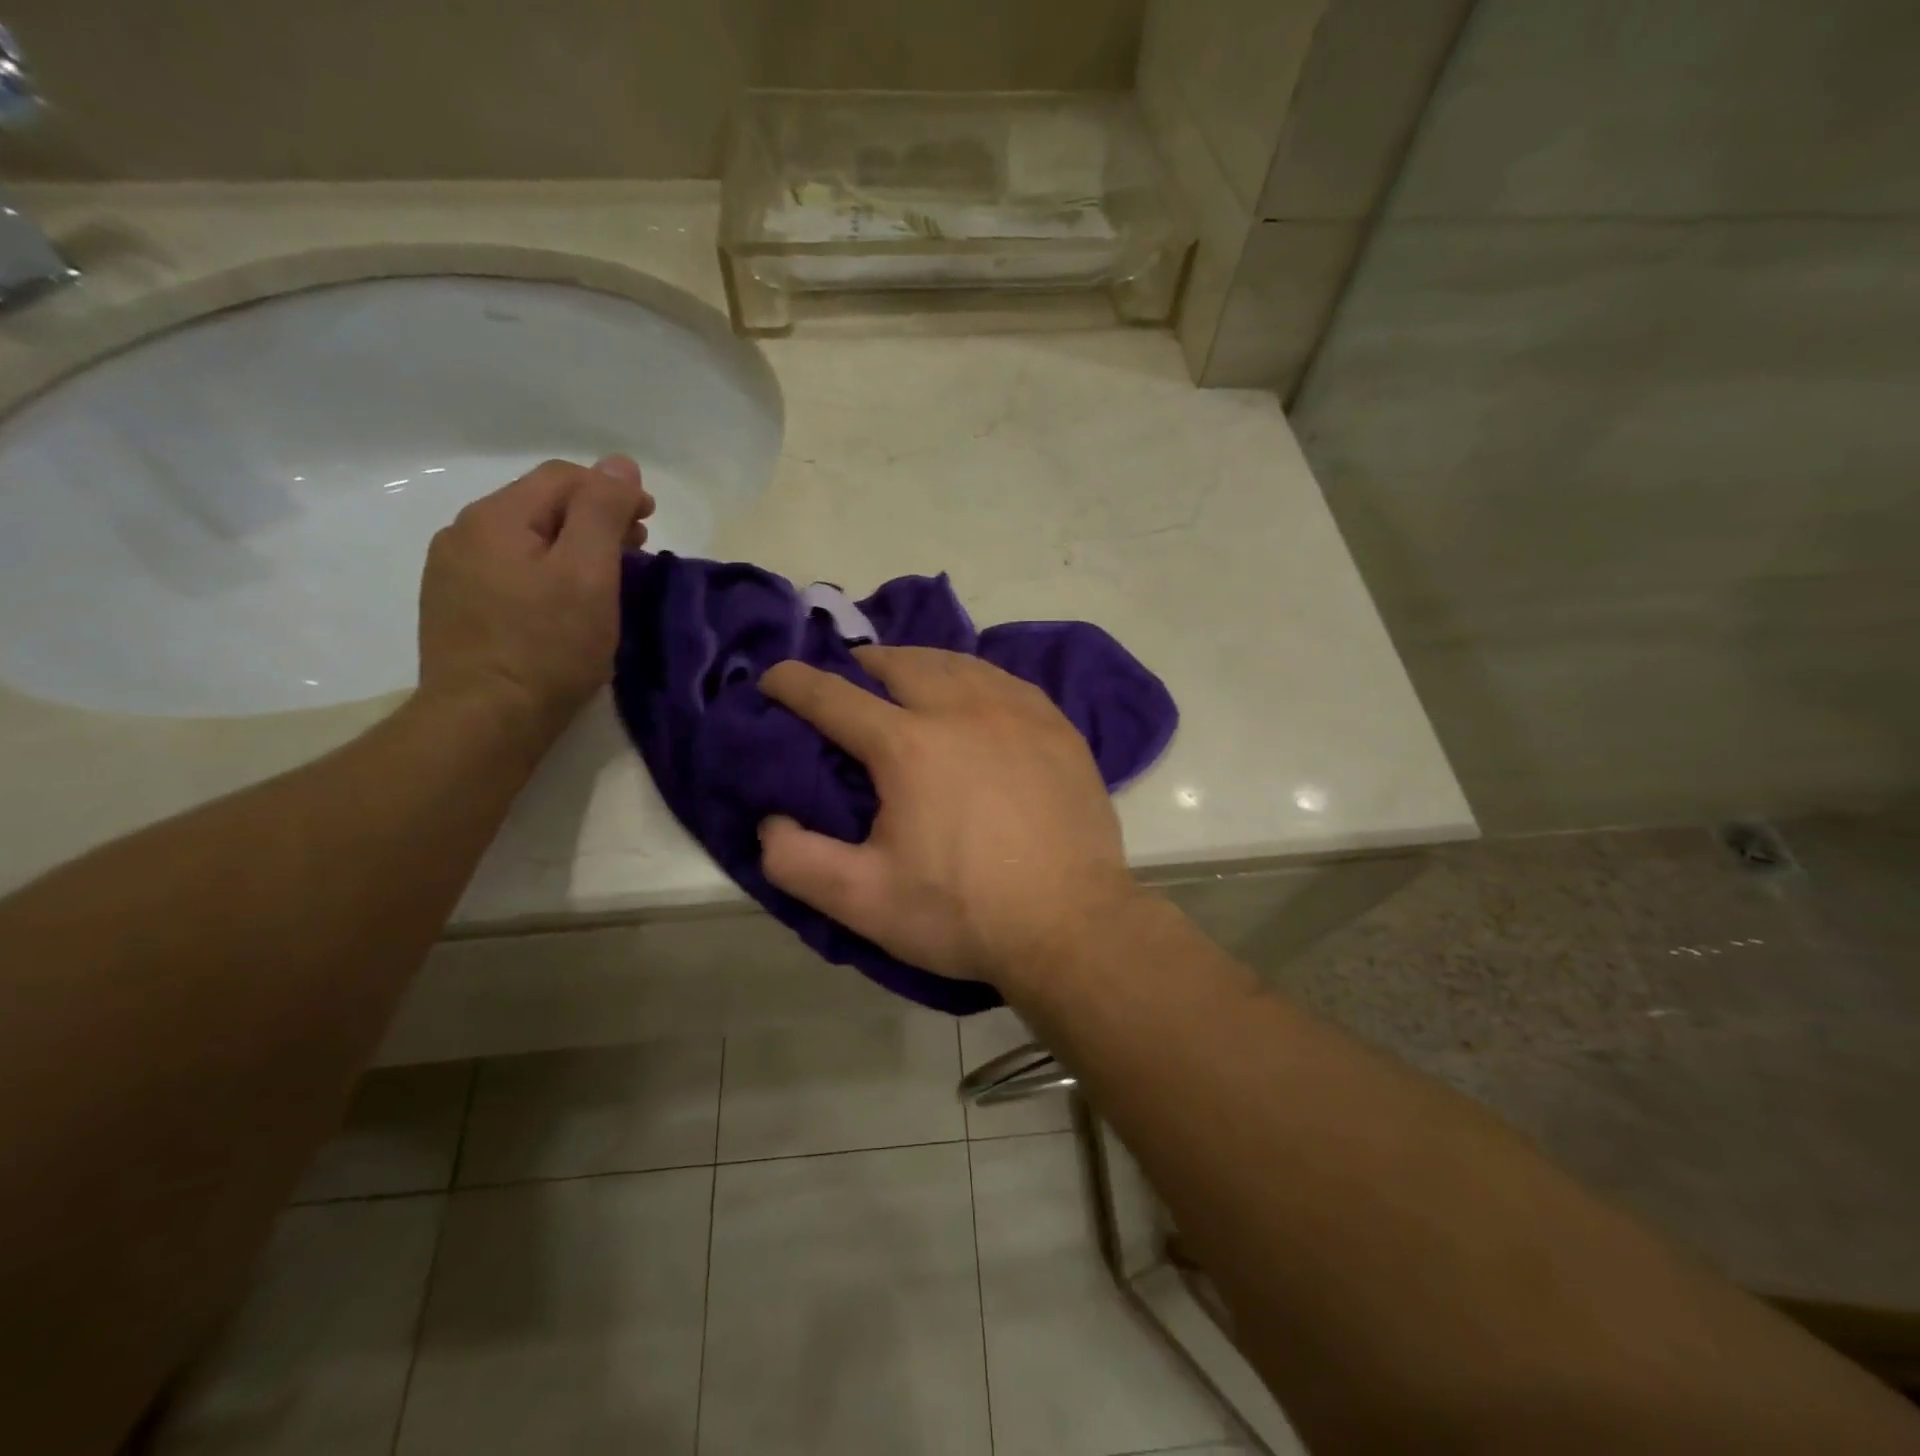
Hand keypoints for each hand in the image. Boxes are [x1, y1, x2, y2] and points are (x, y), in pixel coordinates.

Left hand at [417, 456, 651, 741]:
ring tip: (607, 578)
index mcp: (496, 517)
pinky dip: (547, 572)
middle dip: (594, 517)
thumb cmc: (548, 647)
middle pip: (541, 506)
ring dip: (572, 546)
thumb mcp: (589, 574)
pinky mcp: (455, 608)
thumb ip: (602, 512)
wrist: (484, 721)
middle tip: (637, 549)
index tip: (650, 521)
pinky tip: (564, 603)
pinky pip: (510, 571)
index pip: (563, 478)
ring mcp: (453, 573)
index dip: (612, 490)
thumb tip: (619, 464)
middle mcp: (464, 533)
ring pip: (525, 540)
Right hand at [757, 647, 1142, 988]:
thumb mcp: (864, 901)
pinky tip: (975, 694)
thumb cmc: (964, 914)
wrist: (1073, 925)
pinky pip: (1005, 680)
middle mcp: (961, 710)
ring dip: (919, 663)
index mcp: (908, 745)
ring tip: (905, 678)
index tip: (773, 678)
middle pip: (900, 663)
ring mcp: (1018, 712)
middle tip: (848, 677)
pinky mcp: (1058, 727)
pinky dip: (974, 677)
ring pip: (957, 662)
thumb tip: (770, 822)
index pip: (833, 697)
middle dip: (863, 664)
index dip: (794, 683)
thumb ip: (798, 861)